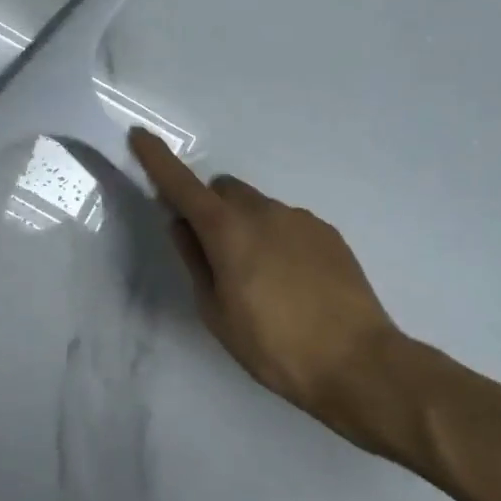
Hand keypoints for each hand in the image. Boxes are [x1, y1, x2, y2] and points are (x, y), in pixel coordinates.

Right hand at [131, 129, 403, 442]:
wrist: (360, 364)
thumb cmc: (275, 346)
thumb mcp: (217, 313)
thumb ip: (195, 261)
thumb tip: (182, 225)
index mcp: (228, 230)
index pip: (182, 185)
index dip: (157, 159)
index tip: (139, 135)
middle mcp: (263, 212)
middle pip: (224, 190)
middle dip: (211, 208)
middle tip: (215, 252)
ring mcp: (300, 219)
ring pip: (258, 207)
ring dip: (247, 226)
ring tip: (262, 279)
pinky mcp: (328, 233)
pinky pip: (288, 223)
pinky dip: (278, 239)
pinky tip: (293, 282)